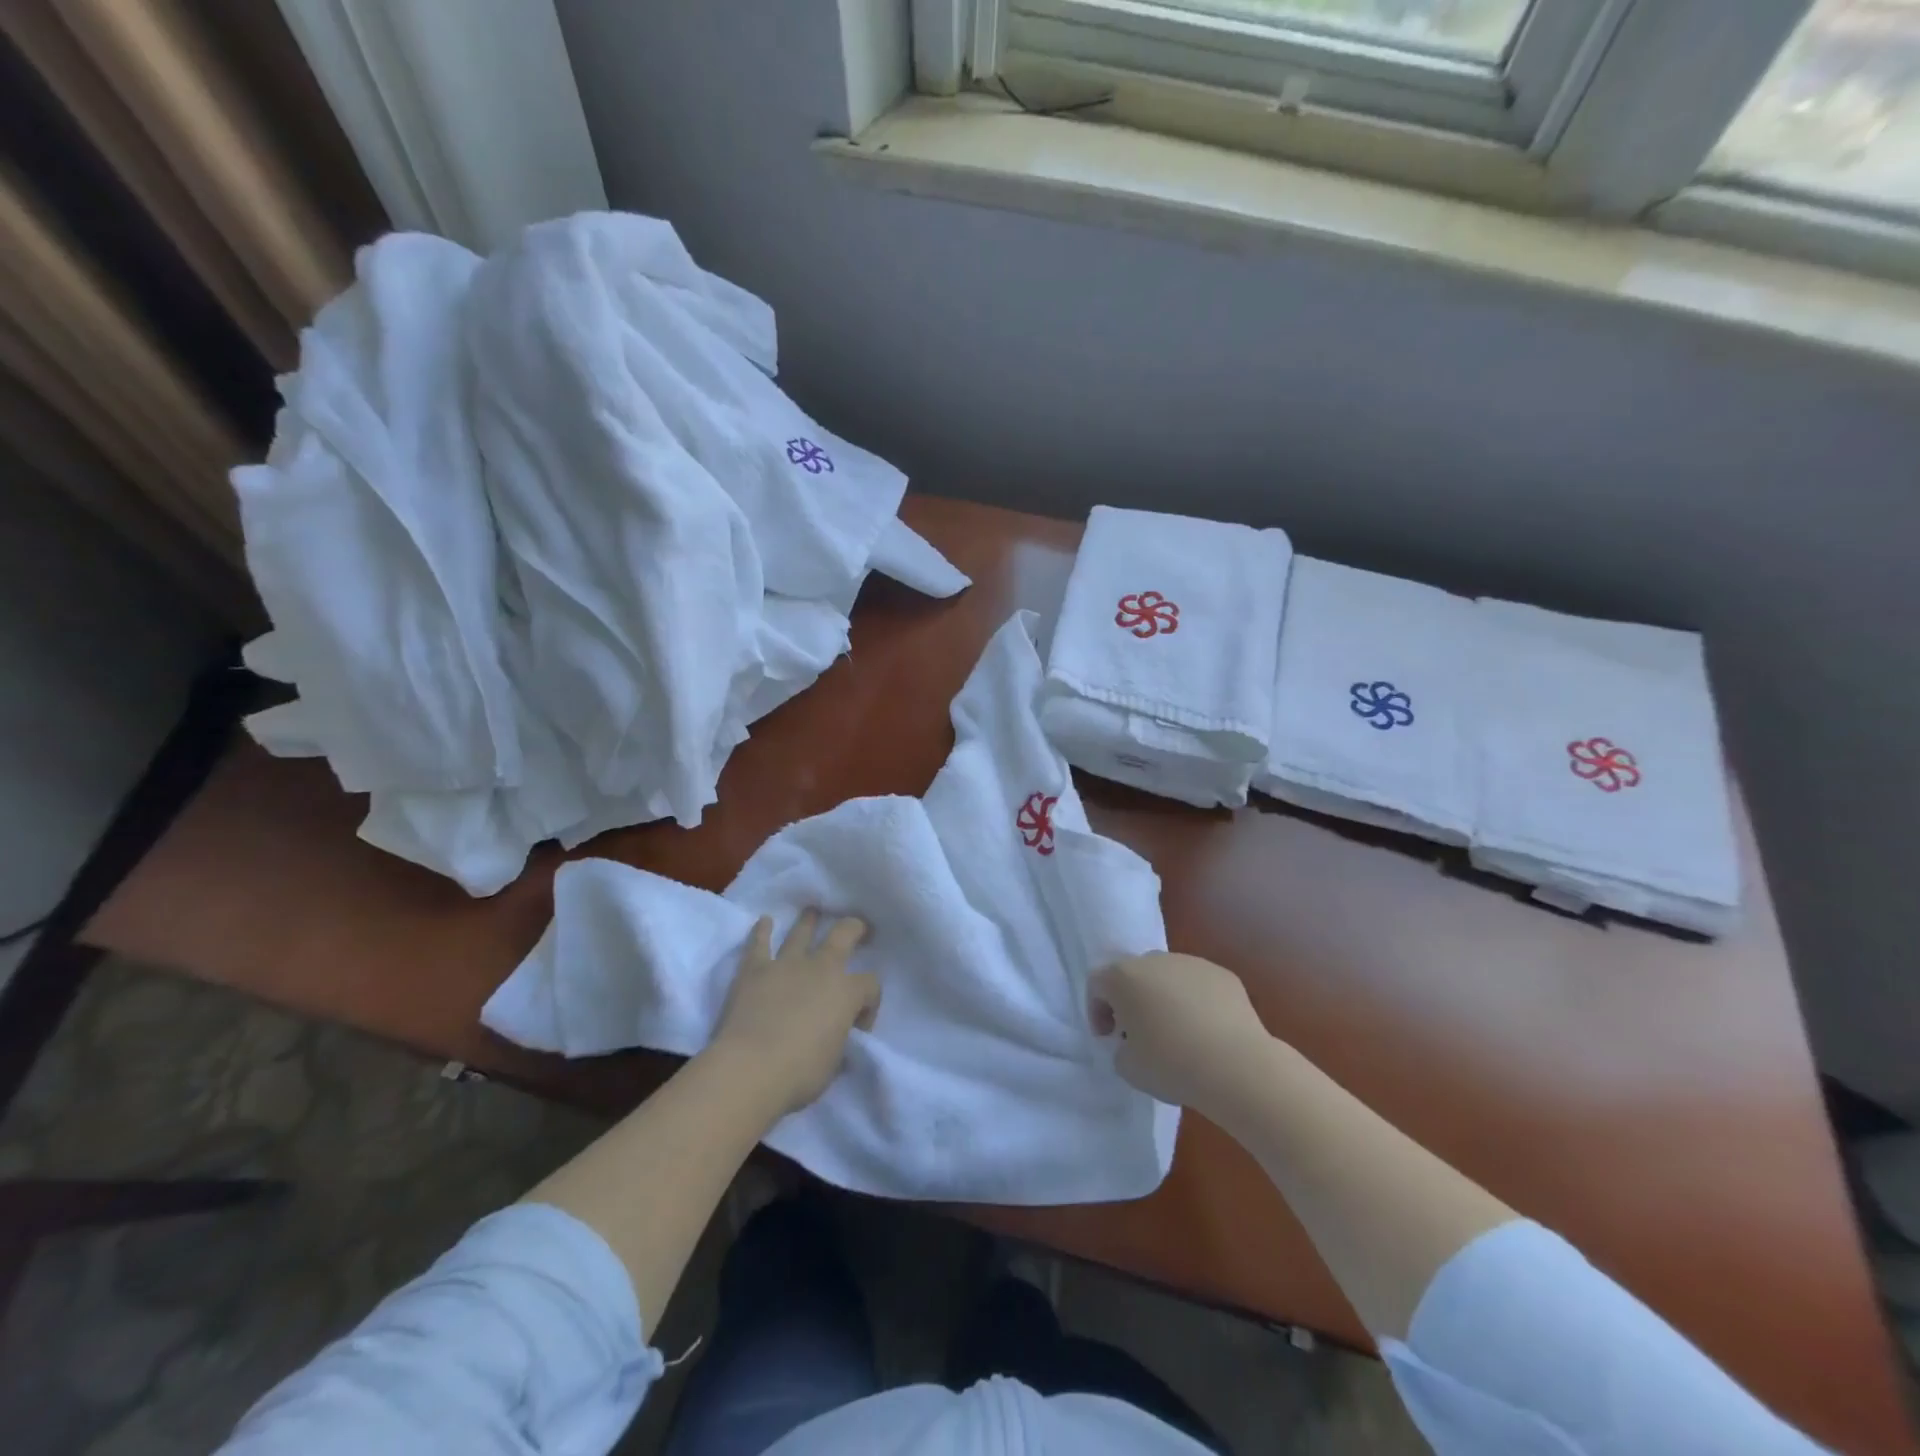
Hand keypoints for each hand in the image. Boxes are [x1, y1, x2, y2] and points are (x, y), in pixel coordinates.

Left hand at [709, 911, 880, 1117]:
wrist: (750, 1069)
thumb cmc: (799, 1073)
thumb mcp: (833, 1062)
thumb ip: (838, 1041)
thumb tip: (836, 1037)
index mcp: (847, 992)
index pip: (870, 985)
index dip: (870, 1003)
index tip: (859, 1025)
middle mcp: (821, 968)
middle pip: (844, 934)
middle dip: (854, 928)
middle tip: (858, 928)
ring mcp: (786, 964)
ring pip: (801, 932)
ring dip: (808, 921)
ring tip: (812, 911)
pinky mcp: (754, 970)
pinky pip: (759, 943)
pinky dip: (762, 931)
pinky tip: (764, 921)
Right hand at [1088, 953, 1275, 1117]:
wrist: (1236, 1066)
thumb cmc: (1171, 1065)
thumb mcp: (1128, 1067)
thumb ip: (1121, 1047)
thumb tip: (1133, 1042)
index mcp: (1123, 977)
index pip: (1097, 984)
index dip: (1097, 1011)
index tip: (1108, 1037)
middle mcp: (1155, 960)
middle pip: (1133, 975)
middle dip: (1131, 1000)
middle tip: (1139, 1034)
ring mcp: (1191, 963)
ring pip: (1168, 977)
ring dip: (1164, 998)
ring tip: (1178, 1034)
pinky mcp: (1223, 975)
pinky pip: (1199, 986)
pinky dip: (1196, 1002)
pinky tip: (1206, 1033)